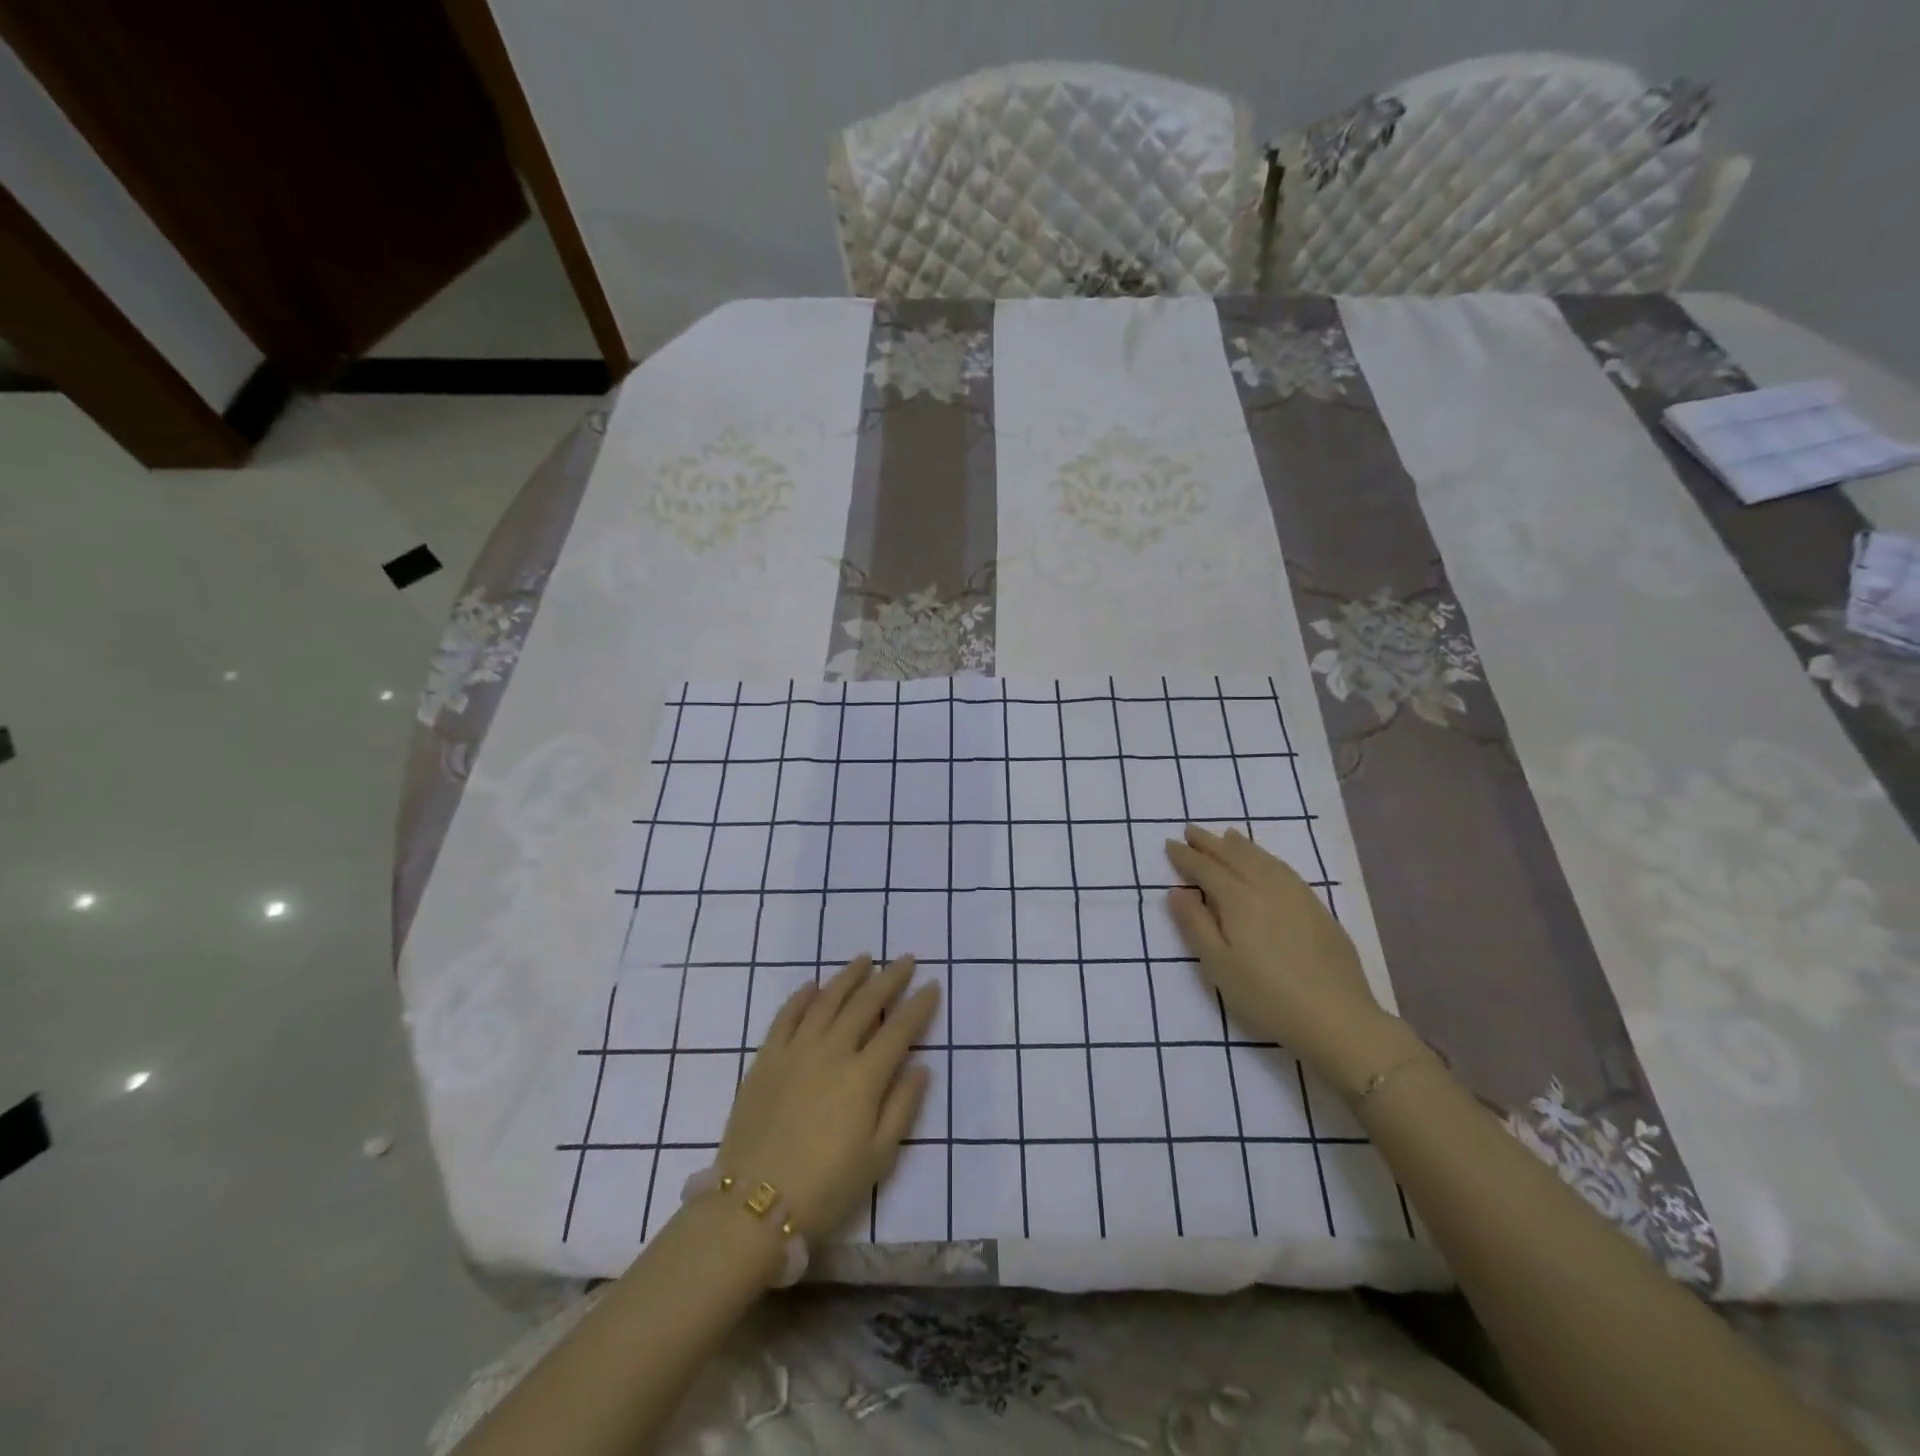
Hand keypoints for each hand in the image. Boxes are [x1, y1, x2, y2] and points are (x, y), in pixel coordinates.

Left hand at [716, 955, 938, 1240]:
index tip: (932, 984)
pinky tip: (813, 985)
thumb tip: (921, 1066)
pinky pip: (786, 1015)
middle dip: (889, 978)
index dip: (919, 1005)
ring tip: (865, 959)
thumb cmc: (825, 1188)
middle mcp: (832, 1051)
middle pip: (865, 1003)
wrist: (753, 1206)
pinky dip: (802, 996)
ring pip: (827, 1000)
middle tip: (905, 960)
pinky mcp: (766, 1058)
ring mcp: (795, 1050)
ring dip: (848, 976)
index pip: (899, 1029)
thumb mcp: (879, 1158)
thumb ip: (902, 1107)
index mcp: (864, 1077)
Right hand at [1165, 826, 1404, 1095]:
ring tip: (1227, 835)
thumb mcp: (1218, 966)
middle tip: (1192, 830)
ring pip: (1263, 859)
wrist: (1337, 1018)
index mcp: (1239, 900)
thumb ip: (1195, 925)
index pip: (1206, 869)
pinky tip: (1267, 862)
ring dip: (1241, 845)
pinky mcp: (1318, 909)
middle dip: (1210, 843)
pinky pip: (1285, 869)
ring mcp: (1296, 896)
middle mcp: (1266, 888)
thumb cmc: (1267, 996)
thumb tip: (1176, 892)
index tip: (1170, 844)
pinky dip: (1268, 857)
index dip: (1186, 856)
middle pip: (1234, 856)